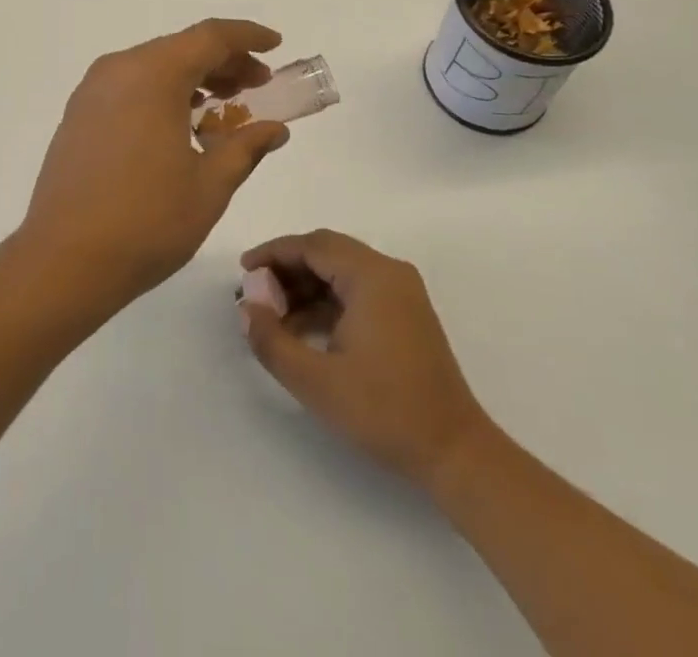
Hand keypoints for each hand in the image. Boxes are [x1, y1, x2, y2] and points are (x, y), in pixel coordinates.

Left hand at [18, 20, 292, 318]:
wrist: (62, 261)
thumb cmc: (146, 221)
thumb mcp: (210, 185)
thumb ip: (246, 147)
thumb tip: (275, 129)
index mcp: (153, 74)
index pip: (210, 36)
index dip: (247, 37)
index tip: (275, 45)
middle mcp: (119, 69)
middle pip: (181, 48)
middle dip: (224, 61)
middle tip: (259, 84)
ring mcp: (93, 91)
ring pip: (154, 66)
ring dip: (193, 77)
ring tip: (225, 105)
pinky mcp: (79, 114)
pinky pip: (130, 86)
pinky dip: (163, 92)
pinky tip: (181, 124)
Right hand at [240, 229, 496, 490]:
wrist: (454, 452)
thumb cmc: (384, 411)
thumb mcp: (316, 381)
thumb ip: (272, 340)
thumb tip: (247, 308)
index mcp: (371, 276)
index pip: (312, 245)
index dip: (273, 253)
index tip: (243, 271)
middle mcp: (389, 272)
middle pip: (327, 252)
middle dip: (287, 268)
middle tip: (255, 292)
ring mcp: (401, 292)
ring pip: (341, 271)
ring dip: (305, 286)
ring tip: (272, 316)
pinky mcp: (405, 313)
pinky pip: (357, 290)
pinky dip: (327, 301)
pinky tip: (303, 329)